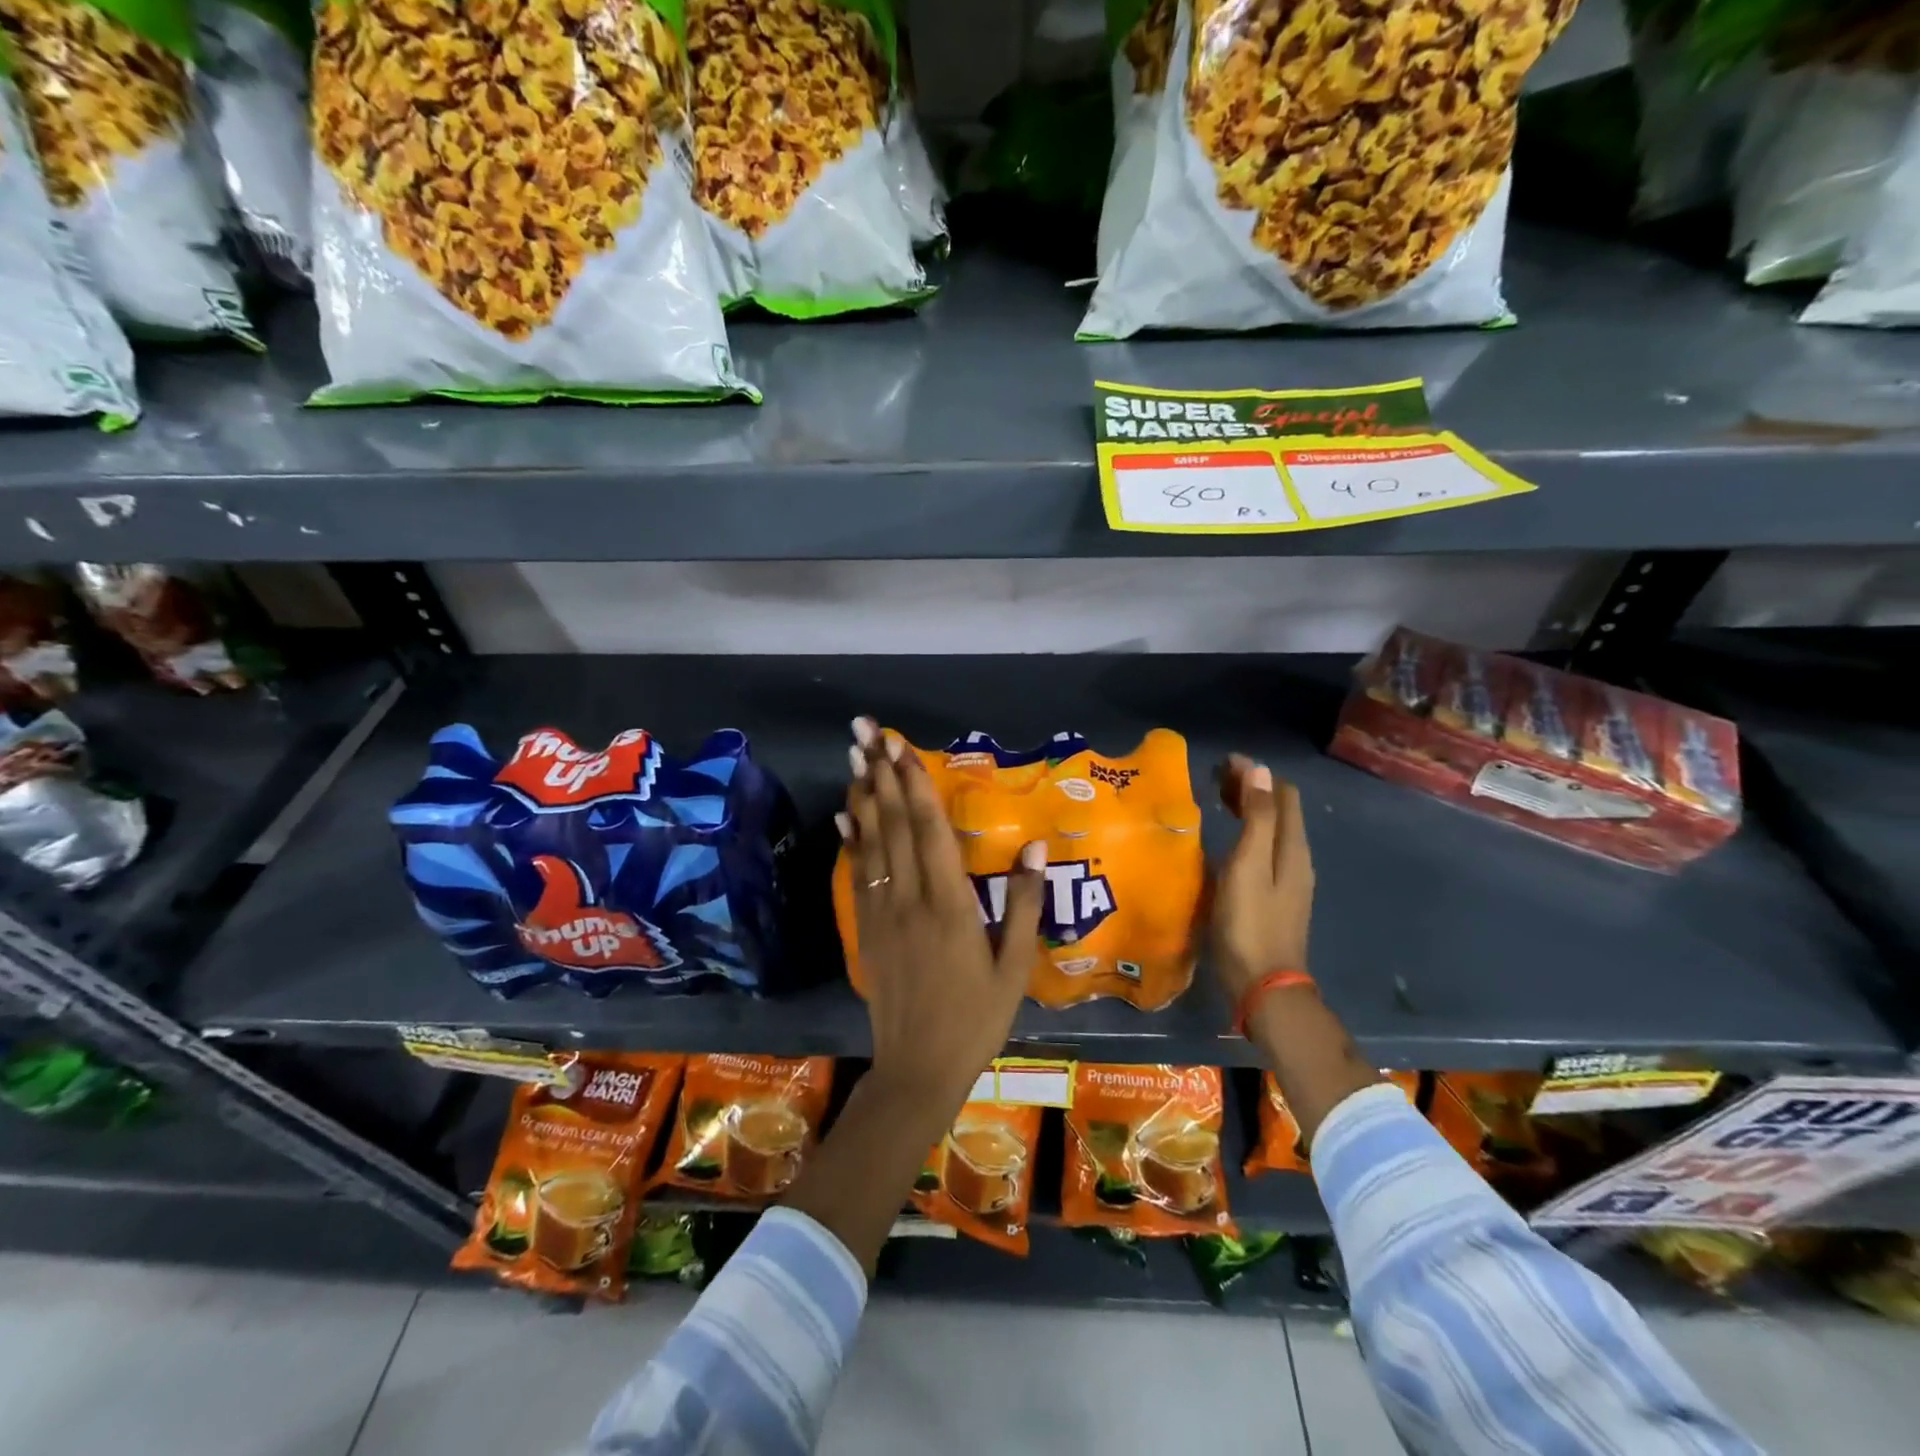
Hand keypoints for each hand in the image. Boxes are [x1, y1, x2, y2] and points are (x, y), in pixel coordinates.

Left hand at [839, 717, 1045, 1116]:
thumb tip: (1035, 845)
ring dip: (863, 795)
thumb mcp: (1015, 968)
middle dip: (881, 772)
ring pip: (869, 842)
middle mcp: (909, 898)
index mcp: (950, 904)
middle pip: (892, 823)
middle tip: (865, 730)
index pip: (928, 829)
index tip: (900, 745)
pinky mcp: (865, 929)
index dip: (914, 782)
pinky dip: (851, 839)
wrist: (917, 1069)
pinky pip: (856, 874)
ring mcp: (880, 912)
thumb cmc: (976, 1019)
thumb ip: (1023, 904)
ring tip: (855, 756)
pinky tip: (845, 814)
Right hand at [1210, 753, 1315, 1006]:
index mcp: (1292, 847)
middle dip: (1250, 787)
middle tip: (1213, 778)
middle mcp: (1296, 858)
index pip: (1282, 793)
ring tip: (1215, 801)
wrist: (1264, 986)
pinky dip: (1246, 833)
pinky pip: (1263, 850)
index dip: (1256, 773)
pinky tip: (1224, 842)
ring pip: (1271, 830)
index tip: (1221, 763)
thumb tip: (1259, 771)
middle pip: (1279, 810)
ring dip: (1247, 809)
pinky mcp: (1275, 897)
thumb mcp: (1249, 865)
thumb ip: (1257, 818)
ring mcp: (1288, 881)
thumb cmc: (1250, 922)